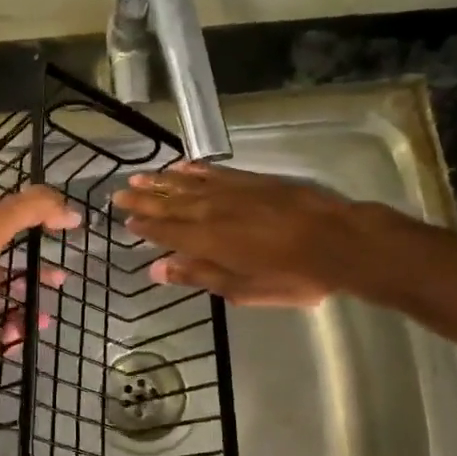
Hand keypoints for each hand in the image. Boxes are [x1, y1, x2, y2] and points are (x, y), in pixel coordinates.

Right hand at [112, 161, 382, 305]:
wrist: (337, 240)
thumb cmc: (292, 275)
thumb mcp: (243, 288)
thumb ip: (198, 276)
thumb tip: (157, 270)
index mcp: (205, 240)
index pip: (165, 231)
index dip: (144, 227)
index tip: (126, 222)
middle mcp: (210, 210)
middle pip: (169, 203)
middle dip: (143, 200)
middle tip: (119, 193)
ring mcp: (230, 191)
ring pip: (186, 183)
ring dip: (161, 181)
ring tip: (140, 177)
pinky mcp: (249, 179)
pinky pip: (213, 172)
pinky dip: (194, 170)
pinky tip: (181, 167)